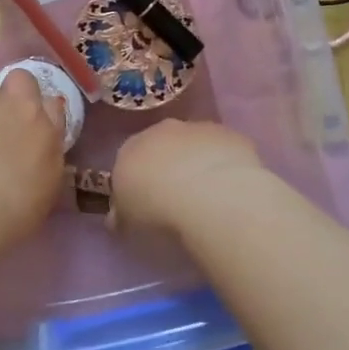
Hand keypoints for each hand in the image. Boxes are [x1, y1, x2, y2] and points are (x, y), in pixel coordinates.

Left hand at [0, 73, 66, 236]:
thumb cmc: (9, 213)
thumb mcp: (44, 191)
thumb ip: (44, 160)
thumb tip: (36, 148)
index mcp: (48, 132)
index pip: (52, 105)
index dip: (38, 112)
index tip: (25, 128)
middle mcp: (21, 106)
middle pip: (21, 81)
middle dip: (10, 94)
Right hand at [110, 120, 265, 237]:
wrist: (207, 193)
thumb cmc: (157, 208)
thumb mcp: (129, 220)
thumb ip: (121, 214)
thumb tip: (117, 217)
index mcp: (130, 148)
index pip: (128, 159)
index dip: (138, 180)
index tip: (146, 201)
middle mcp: (161, 131)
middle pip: (162, 145)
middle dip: (168, 165)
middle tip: (177, 196)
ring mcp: (197, 129)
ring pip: (195, 143)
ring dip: (198, 161)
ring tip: (208, 195)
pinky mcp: (230, 134)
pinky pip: (224, 148)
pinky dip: (225, 163)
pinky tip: (231, 187)